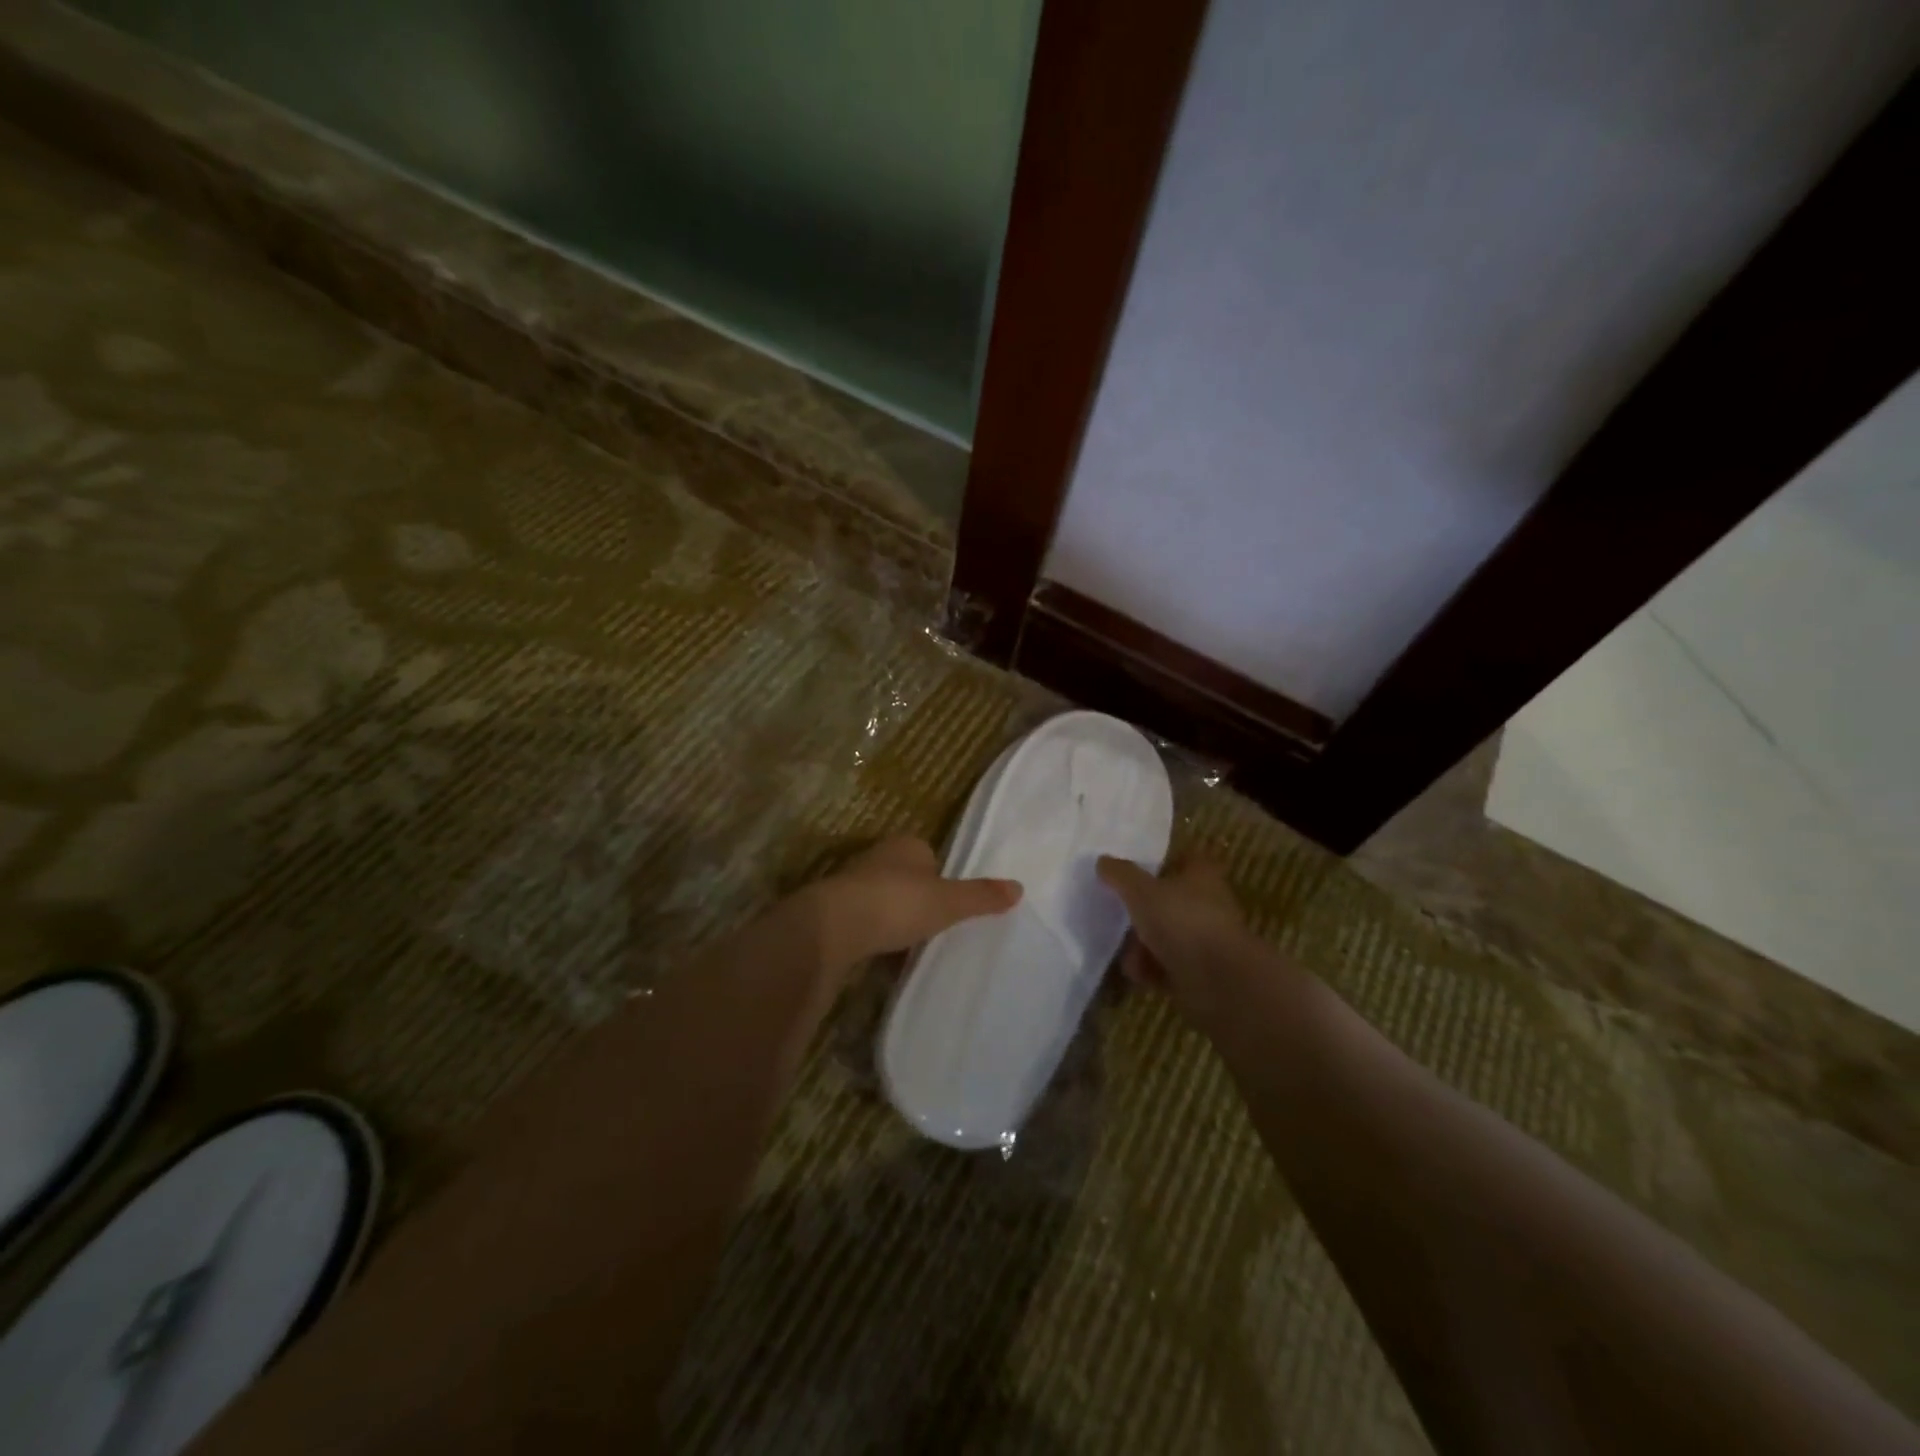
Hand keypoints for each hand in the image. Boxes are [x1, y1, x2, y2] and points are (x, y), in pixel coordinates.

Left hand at [809, 836, 1021, 972]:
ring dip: (893, 914)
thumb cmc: (897, 903)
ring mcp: (852, 882)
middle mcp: (877, 856)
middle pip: (905, 875)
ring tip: (910, 942)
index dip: (940, 876)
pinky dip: (874, 932)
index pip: (928, 854)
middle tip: (933, 924)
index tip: (949, 902)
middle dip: (916, 895)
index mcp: (906, 845)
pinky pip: (864, 919)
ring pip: (882, 896)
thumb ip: (981, 896)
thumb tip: (1019, 887)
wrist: (834, 926)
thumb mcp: (948, 902)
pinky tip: (883, 953)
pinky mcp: (834, 910)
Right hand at [1096, 857, 1253, 1014]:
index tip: (1135, 869)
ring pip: (1167, 935)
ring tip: (1126, 952)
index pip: (1185, 858)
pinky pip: (1168, 965)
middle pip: (1170, 900)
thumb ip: (1121, 875)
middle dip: (1143, 910)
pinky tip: (1137, 974)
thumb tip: (1103, 861)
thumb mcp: (1141, 891)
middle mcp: (1208, 904)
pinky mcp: (1201, 972)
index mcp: (1202, 876)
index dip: (1161, 861)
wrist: (1218, 982)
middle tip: (1118, 913)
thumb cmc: (1182, 922)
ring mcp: (1205, 940)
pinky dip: (1152, 969)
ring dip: (1143, 944)